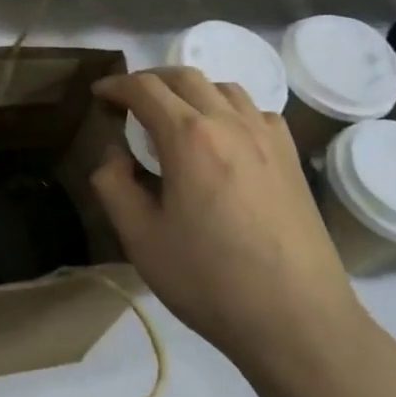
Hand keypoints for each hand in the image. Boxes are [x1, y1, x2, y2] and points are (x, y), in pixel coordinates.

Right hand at [89, 69, 370, 387]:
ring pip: (223, 88)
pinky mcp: (291, 158)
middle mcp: (230, 122)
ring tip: (174, 116)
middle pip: (185, 76)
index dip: (115, 86)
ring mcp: (267, 137)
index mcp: (188, 137)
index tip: (98, 95)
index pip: (144, 89)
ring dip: (190, 90)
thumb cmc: (209, 280)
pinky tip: (223, 139)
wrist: (296, 319)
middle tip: (129, 102)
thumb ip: (113, 186)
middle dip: (150, 80)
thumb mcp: (141, 239)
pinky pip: (255, 111)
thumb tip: (114, 155)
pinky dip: (228, 109)